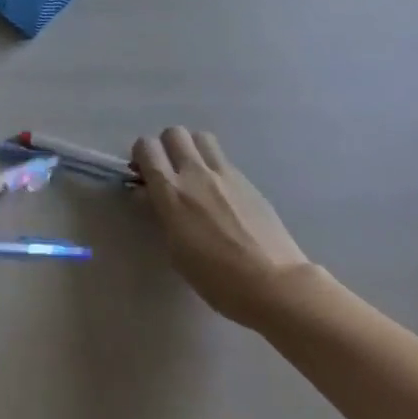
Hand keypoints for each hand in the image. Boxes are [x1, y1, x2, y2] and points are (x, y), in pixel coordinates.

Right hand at [133, 127, 311, 328]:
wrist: (276, 285)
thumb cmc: (218, 279)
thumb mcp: (176, 251)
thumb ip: (160, 214)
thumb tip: (146, 193)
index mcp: (171, 192)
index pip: (146, 147)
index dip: (141, 155)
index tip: (144, 174)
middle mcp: (195, 173)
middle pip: (174, 133)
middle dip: (166, 147)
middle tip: (169, 171)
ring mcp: (224, 174)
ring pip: (200, 137)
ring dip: (192, 149)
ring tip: (195, 175)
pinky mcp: (247, 181)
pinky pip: (223, 159)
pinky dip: (214, 167)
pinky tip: (221, 194)